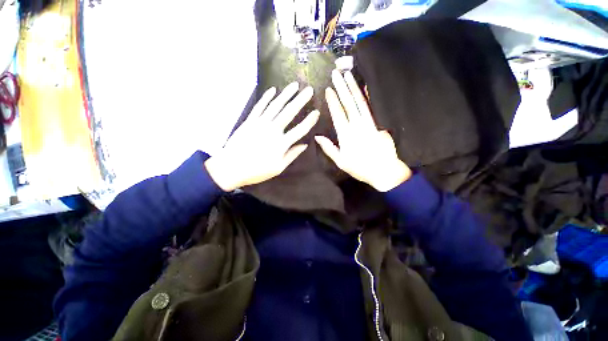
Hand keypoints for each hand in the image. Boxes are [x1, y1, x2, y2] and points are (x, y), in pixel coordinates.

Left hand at [205, 83, 318, 190]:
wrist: (231, 167)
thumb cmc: (256, 171)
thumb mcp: (278, 168)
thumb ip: (292, 155)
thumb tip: (304, 145)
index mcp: (281, 143)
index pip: (300, 129)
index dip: (310, 121)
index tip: (317, 112)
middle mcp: (272, 130)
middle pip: (289, 112)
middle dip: (300, 100)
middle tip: (309, 90)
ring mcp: (260, 123)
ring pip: (275, 105)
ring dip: (286, 94)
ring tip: (294, 85)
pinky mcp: (249, 121)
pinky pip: (259, 106)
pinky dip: (266, 98)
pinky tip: (273, 90)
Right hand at [315, 70, 411, 191]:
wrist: (384, 171)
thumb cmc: (359, 168)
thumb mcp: (340, 161)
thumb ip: (329, 148)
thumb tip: (317, 136)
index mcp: (346, 135)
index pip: (338, 113)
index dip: (333, 100)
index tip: (328, 89)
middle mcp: (357, 125)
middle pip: (348, 103)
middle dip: (342, 87)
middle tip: (336, 73)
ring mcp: (369, 123)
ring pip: (360, 102)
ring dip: (354, 87)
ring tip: (348, 75)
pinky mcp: (378, 123)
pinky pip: (372, 107)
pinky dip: (368, 96)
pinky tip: (366, 87)